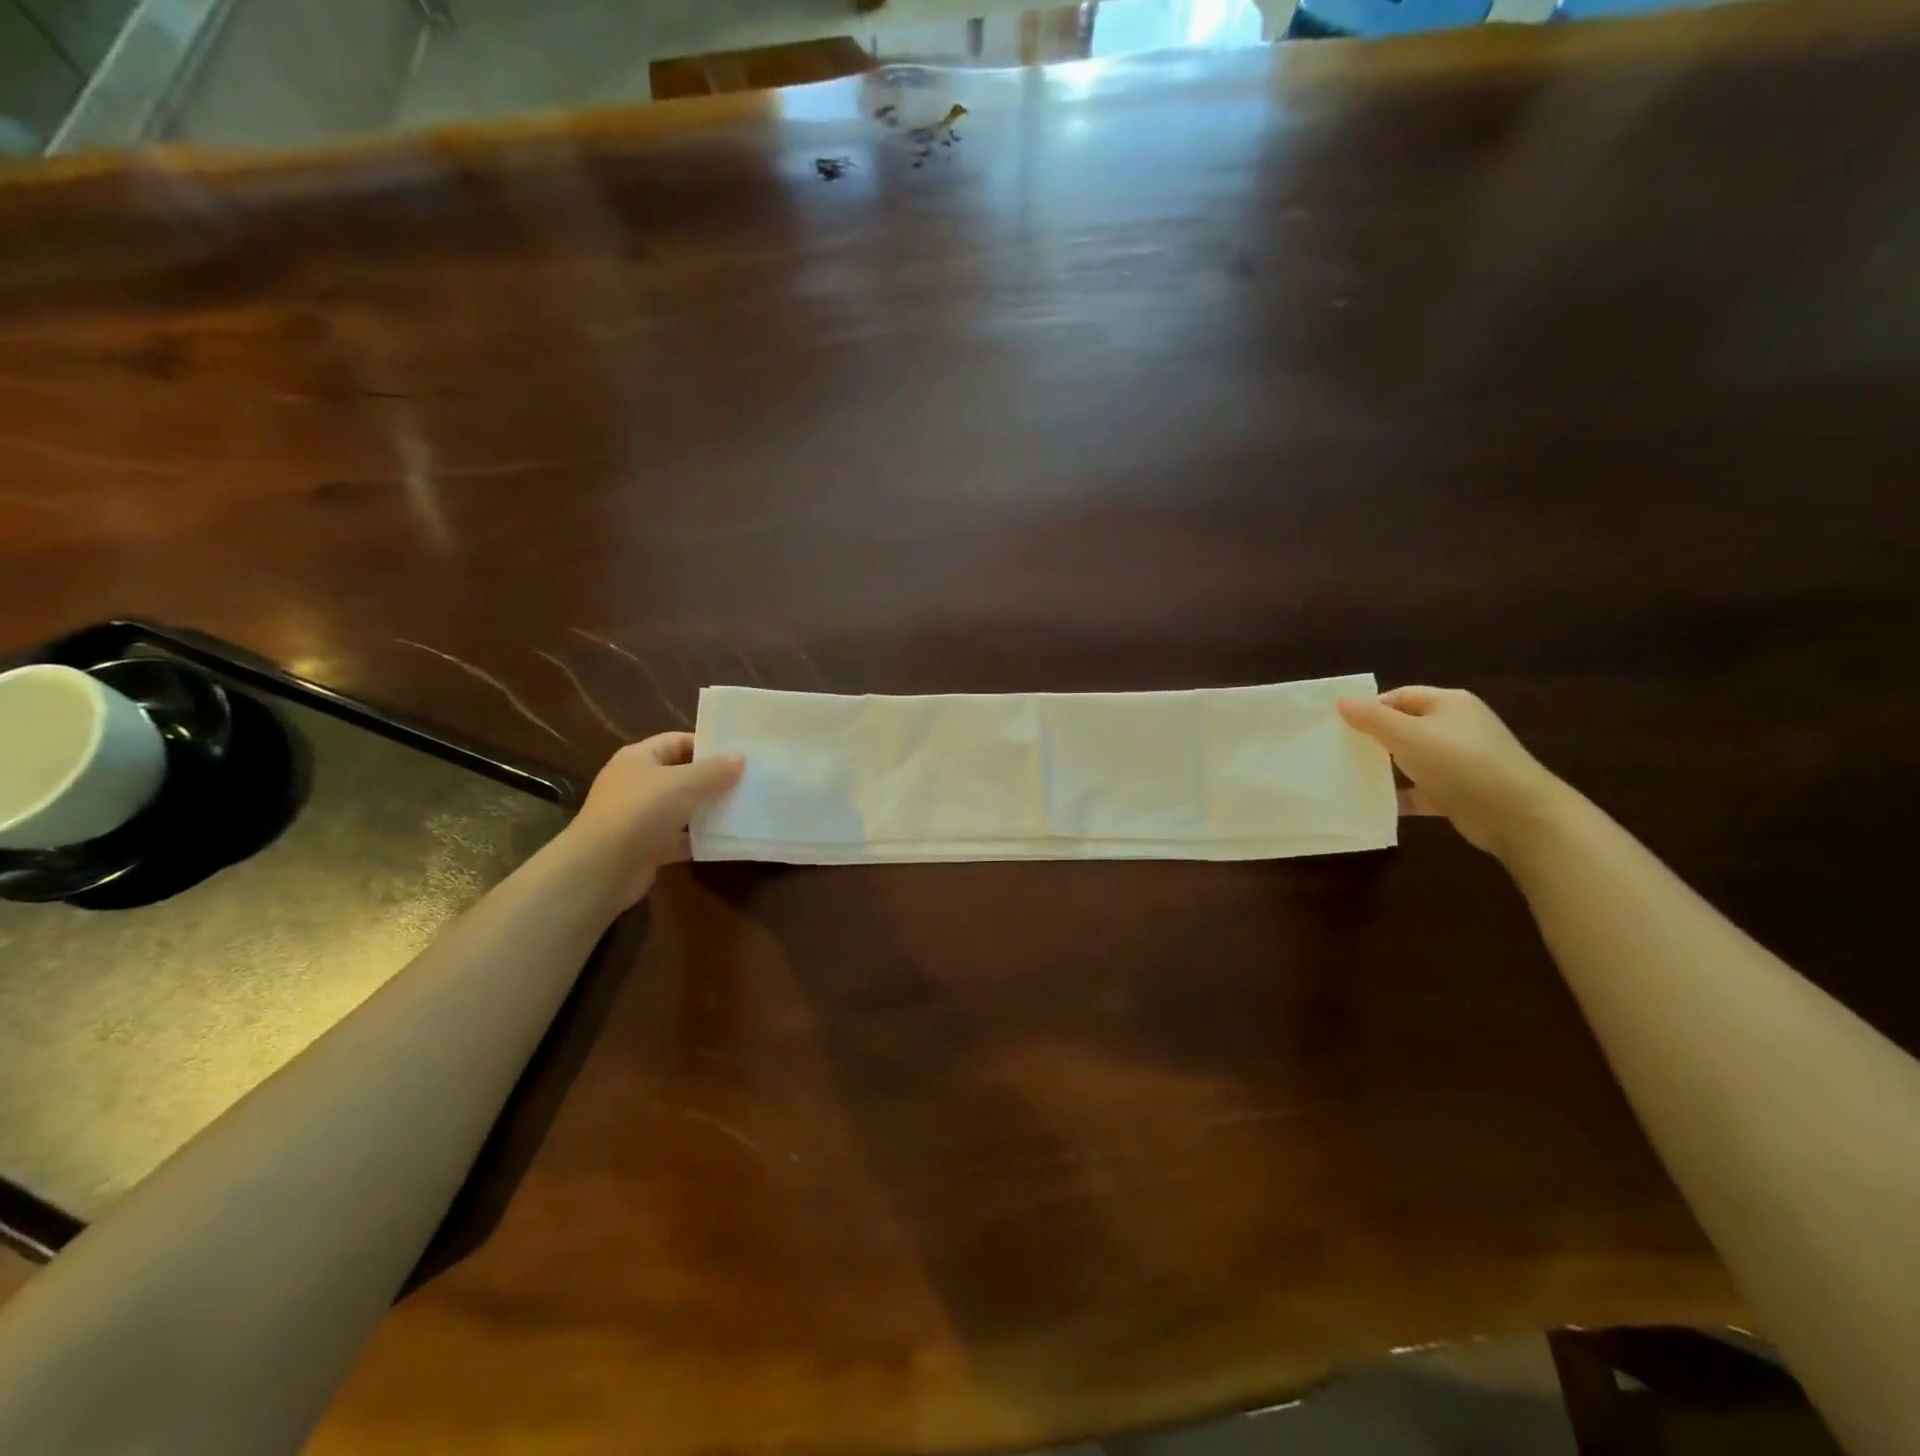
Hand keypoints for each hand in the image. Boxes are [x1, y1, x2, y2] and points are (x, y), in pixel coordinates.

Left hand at [568, 732, 744, 906]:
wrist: (601, 870)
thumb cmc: (641, 813)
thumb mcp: (683, 784)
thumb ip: (714, 770)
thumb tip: (741, 758)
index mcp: (639, 758)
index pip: (677, 741)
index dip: (707, 745)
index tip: (740, 754)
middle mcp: (637, 784)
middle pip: (681, 775)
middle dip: (713, 779)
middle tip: (748, 781)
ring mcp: (640, 817)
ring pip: (682, 807)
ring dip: (708, 810)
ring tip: (744, 808)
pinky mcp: (646, 847)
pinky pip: (679, 838)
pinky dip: (699, 839)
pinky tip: (726, 839)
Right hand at [1337, 686, 1567, 858]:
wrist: (1516, 814)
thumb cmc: (1458, 762)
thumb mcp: (1407, 734)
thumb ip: (1371, 718)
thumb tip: (1342, 702)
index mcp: (1448, 704)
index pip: (1400, 696)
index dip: (1370, 708)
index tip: (1340, 725)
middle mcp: (1456, 728)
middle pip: (1405, 727)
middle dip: (1374, 739)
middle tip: (1340, 751)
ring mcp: (1460, 761)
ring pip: (1411, 760)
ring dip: (1385, 770)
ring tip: (1349, 777)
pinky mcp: (1459, 792)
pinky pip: (1421, 790)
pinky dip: (1401, 796)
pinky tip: (1374, 804)